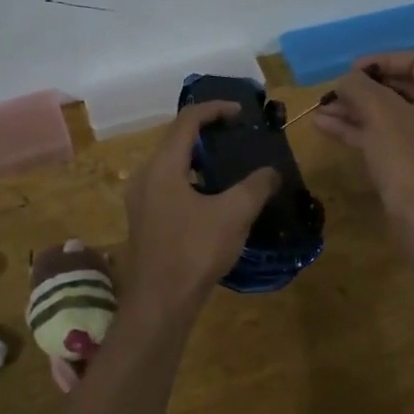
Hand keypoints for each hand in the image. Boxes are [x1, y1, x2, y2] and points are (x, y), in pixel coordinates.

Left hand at [122, 103, 279, 310]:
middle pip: (176, 140)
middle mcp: (145, 176)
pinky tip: (213, 199)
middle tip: (236, 137)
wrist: (159, 303)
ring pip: (171, 165)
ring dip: (199, 159)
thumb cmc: (194, 251)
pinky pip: (168, 186)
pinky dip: (191, 180)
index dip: (215, 109)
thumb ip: (256, 186)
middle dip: (207, 133)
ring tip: (229, 165)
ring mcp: (141, 200)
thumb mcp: (234, 214)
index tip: (241, 112)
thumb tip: (272, 171)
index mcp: (163, 166)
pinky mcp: (144, 221)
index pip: (187, 121)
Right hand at [312, 52, 413, 235]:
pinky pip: (385, 139)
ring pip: (388, 117)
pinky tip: (326, 127)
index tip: (352, 69)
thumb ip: (360, 88)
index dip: (382, 59)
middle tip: (334, 91)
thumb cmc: (410, 157)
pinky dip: (359, 131)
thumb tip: (346, 80)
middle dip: (362, 89)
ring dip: (354, 111)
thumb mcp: (381, 113)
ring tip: (319, 110)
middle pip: (401, 89)